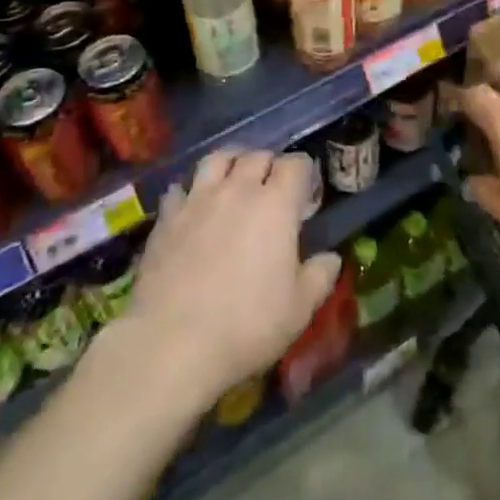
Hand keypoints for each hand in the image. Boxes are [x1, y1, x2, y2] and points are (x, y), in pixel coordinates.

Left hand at [122, 149, 341, 407]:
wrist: (171, 344)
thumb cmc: (246, 326)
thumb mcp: (298, 310)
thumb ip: (319, 277)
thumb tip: (332, 258)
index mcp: (276, 204)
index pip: (295, 164)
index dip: (303, 172)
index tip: (305, 192)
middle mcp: (238, 189)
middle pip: (257, 155)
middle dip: (269, 165)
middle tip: (272, 188)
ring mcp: (199, 199)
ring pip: (217, 158)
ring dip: (231, 162)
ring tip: (233, 178)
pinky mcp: (167, 217)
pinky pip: (180, 187)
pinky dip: (191, 190)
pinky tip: (193, 206)